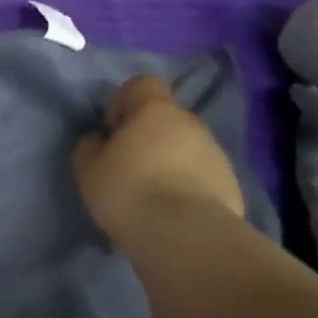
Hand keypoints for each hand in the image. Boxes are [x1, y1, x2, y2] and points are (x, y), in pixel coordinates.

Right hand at [72, 76, 243, 245]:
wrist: (183, 233)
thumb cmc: (126, 190)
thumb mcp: (87, 168)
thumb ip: (90, 146)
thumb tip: (99, 139)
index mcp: (154, 111)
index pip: (142, 84)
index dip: (123, 101)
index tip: (111, 130)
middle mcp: (190, 123)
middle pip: (165, 118)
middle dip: (146, 136)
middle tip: (126, 168)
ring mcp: (216, 152)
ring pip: (184, 147)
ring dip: (167, 161)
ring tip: (149, 195)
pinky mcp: (230, 182)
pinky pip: (200, 174)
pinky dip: (185, 185)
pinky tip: (170, 211)